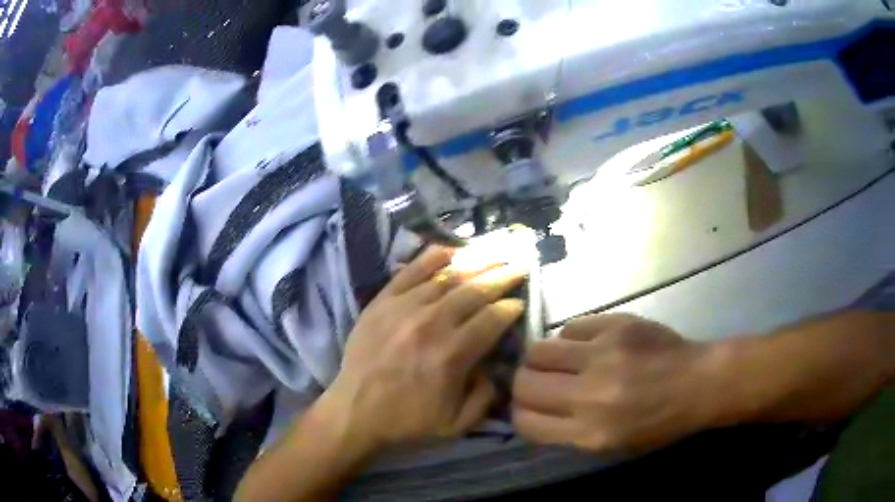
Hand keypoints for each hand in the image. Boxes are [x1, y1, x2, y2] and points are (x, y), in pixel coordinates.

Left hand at [324, 246, 525, 451]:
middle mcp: (431, 324)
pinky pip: (411, 270)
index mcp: (452, 354)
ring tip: (495, 254)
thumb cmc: (407, 420)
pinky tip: (452, 250)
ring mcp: (404, 307)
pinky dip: (434, 257)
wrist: (354, 411)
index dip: (511, 307)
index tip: (520, 302)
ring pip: (447, 276)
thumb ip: (486, 397)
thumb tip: (495, 367)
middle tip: (519, 266)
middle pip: (475, 291)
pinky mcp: (382, 301)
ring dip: (476, 262)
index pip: (492, 319)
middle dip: (502, 277)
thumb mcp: (457, 425)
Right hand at [512, 314, 717, 454]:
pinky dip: (571, 339)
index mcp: (591, 434)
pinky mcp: (616, 326)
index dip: (521, 414)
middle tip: (539, 382)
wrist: (700, 383)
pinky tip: (586, 345)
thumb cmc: (659, 423)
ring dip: (541, 358)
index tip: (529, 408)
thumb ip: (569, 431)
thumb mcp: (612, 445)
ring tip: (559, 361)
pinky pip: (570, 328)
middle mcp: (591, 396)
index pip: (526, 422)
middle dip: (524, 384)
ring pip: (539, 350)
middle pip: (524, 383)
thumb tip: (534, 410)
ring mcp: (603, 356)